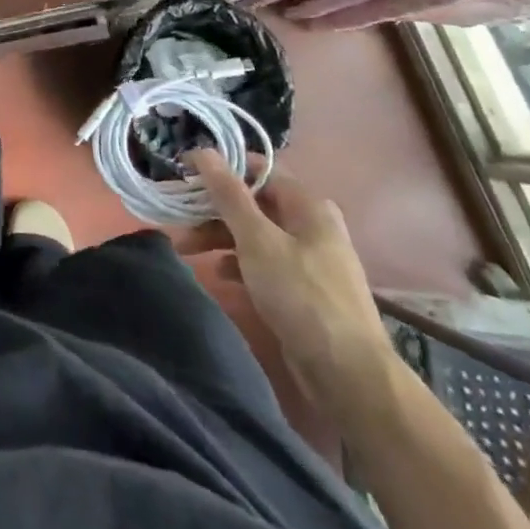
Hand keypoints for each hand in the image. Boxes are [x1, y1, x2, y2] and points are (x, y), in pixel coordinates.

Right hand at [187, 153, 393, 411]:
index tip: (185, 174)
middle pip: (254, 203)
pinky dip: (239, 264)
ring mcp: (309, 261)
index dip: (220, 168)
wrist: (350, 378)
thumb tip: (203, 150)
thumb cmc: (301, 296)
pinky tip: (219, 274)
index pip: (258, 169)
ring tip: (186, 249)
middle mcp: (311, 226)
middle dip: (214, 209)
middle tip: (179, 217)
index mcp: (307, 205)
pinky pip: (264, 265)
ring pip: (255, 235)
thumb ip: (228, 194)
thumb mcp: (257, 239)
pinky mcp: (304, 292)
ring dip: (220, 238)